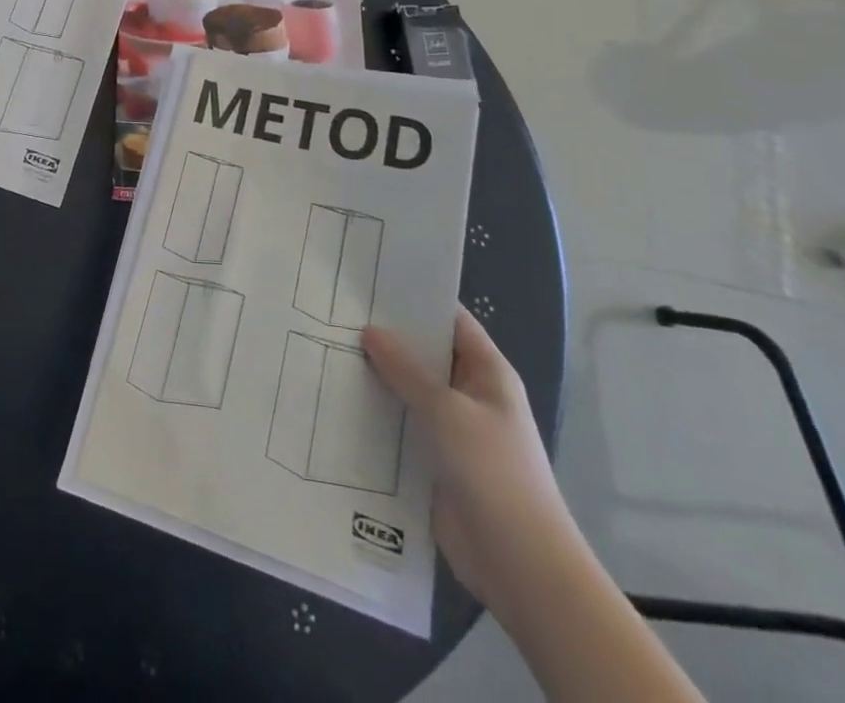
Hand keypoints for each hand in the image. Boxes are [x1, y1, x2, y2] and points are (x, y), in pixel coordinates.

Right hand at [363, 307, 577, 609]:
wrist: (520, 564)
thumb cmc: (493, 472)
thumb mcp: (446, 411)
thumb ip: (406, 370)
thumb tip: (370, 331)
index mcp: (486, 373)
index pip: (450, 319)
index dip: (416, 298)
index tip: (370, 280)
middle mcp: (469, 394)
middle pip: (424, 354)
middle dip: (386, 336)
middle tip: (335, 311)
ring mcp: (452, 429)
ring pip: (408, 390)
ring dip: (376, 376)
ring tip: (325, 348)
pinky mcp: (433, 460)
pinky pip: (400, 425)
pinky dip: (375, 414)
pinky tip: (336, 399)